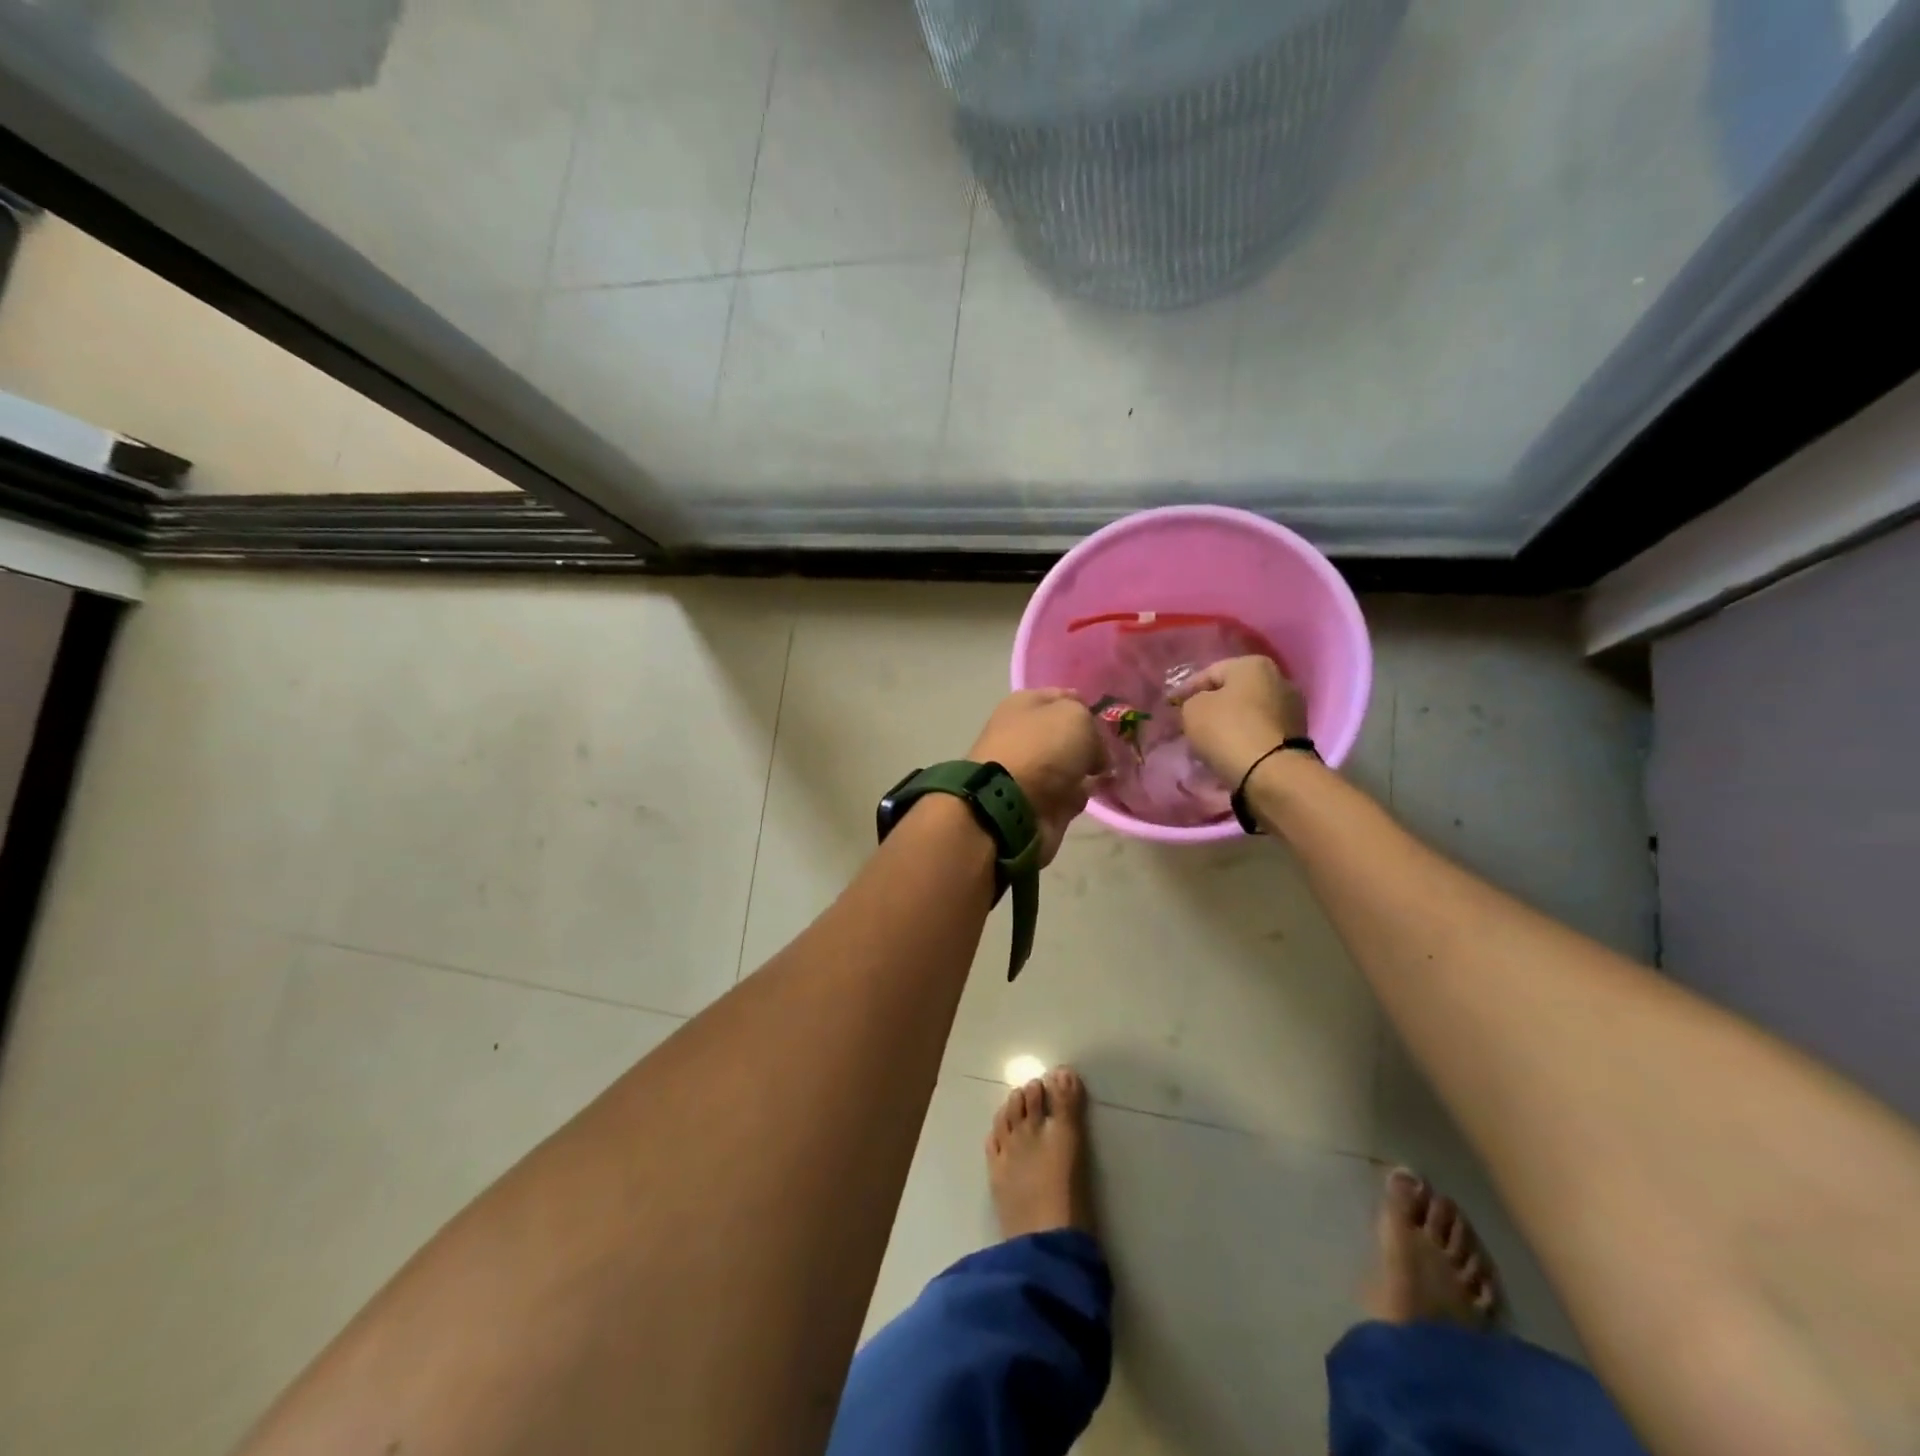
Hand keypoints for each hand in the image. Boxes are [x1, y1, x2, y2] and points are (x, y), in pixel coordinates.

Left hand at [968, 689, 1104, 865]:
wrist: (1011, 806)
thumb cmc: (1041, 749)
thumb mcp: (1076, 717)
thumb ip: (1092, 726)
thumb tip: (1095, 751)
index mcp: (1024, 705)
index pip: (1063, 696)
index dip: (1087, 706)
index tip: (1109, 720)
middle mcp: (1024, 734)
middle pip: (1067, 734)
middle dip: (1091, 742)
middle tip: (1114, 749)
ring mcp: (1030, 770)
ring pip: (1070, 764)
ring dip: (1088, 769)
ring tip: (1109, 772)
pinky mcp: (1038, 801)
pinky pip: (1068, 792)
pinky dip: (1081, 793)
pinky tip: (1095, 792)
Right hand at [1168, 656, 1308, 785]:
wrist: (1271, 772)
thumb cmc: (1227, 730)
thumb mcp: (1192, 710)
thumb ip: (1190, 701)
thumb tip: (1198, 706)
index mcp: (1253, 664)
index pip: (1209, 673)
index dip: (1185, 689)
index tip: (1169, 705)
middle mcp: (1279, 678)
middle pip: (1233, 692)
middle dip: (1210, 706)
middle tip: (1188, 721)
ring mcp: (1292, 708)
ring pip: (1248, 712)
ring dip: (1228, 723)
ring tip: (1207, 740)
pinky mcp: (1297, 735)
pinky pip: (1259, 731)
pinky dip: (1243, 737)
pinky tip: (1228, 749)